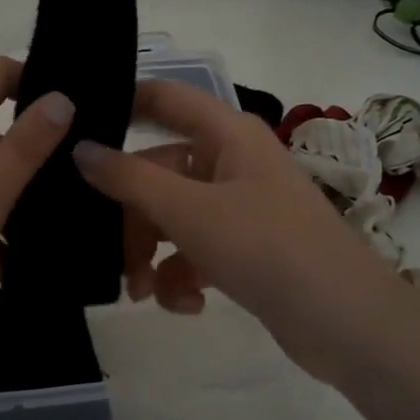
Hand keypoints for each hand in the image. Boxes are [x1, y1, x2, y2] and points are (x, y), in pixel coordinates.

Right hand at [74, 79, 406, 385]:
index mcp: (225, 133)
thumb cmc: (266, 246)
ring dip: (150, 255)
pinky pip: (194, 251)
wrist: (345, 321)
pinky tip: (187, 305)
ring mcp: (238, 207)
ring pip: (170, 217)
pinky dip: (182, 277)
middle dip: (130, 216)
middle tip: (107, 253)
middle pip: (157, 172)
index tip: (73, 131)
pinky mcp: (244, 248)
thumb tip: (80, 149)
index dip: (120, 105)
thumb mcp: (189, 210)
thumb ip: (129, 178)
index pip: (162, 98)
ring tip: (143, 293)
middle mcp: (230, 162)